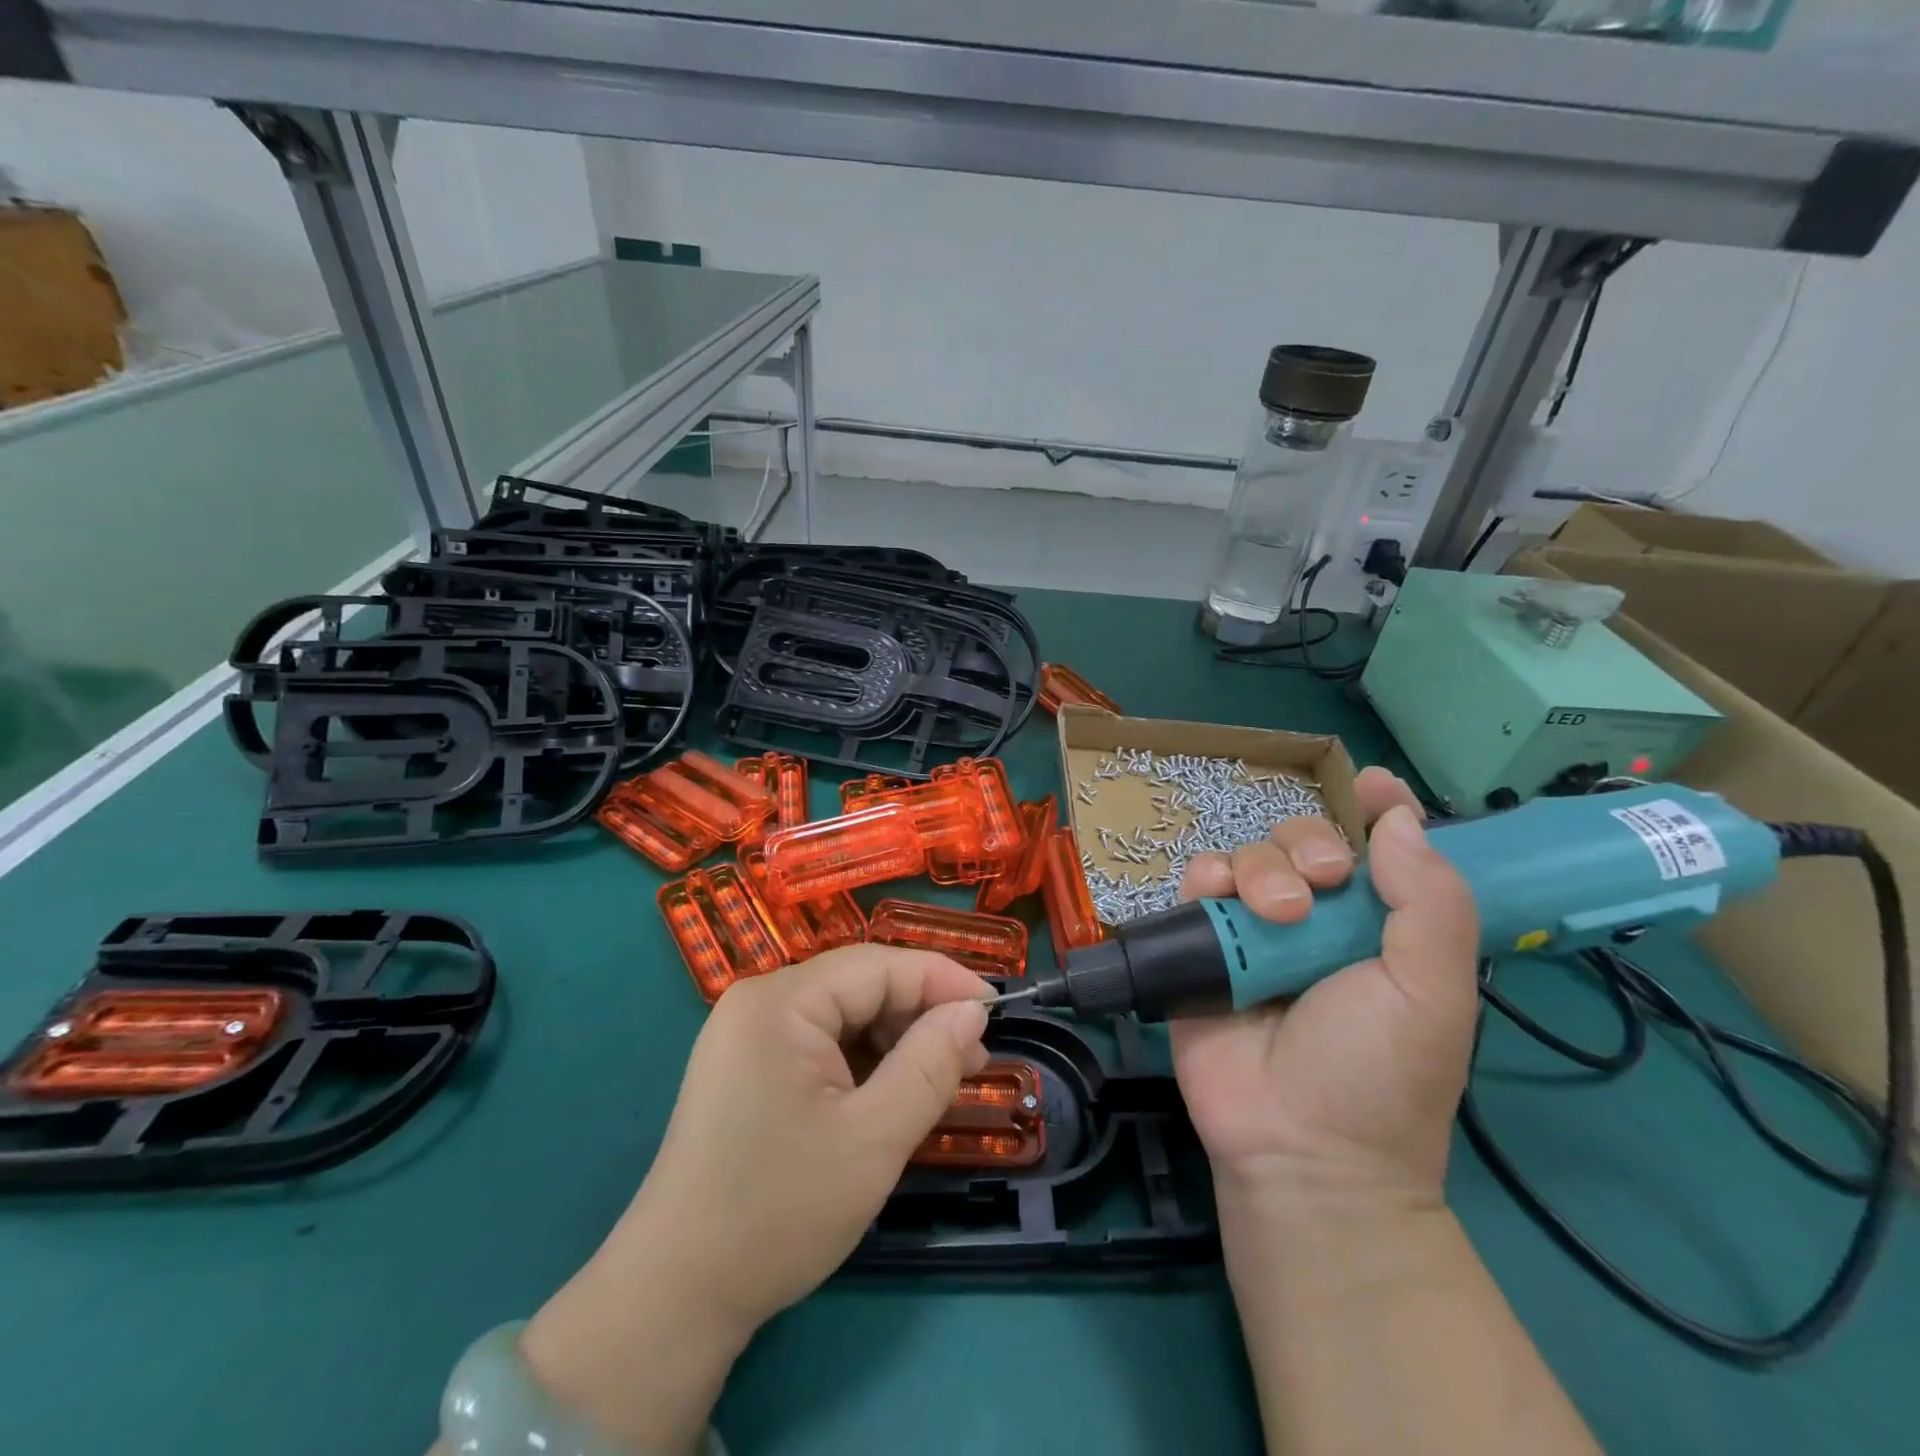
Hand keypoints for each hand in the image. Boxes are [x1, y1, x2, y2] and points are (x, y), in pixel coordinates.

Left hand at [519, 946, 991, 1453]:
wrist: (676, 1296)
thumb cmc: (779, 1211)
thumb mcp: (873, 1139)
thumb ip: (930, 1065)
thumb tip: (972, 1011)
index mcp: (780, 1002)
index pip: (879, 965)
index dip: (943, 980)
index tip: (996, 1010)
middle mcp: (759, 1001)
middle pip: (860, 986)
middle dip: (920, 1016)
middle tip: (972, 1060)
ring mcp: (748, 1034)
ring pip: (844, 1014)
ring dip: (895, 1041)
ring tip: (938, 1083)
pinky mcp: (747, 1066)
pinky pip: (821, 1042)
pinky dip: (863, 1061)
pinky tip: (891, 1095)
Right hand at [1171, 768, 1479, 1211]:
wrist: (1298, 1148)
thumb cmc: (1379, 1072)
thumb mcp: (1433, 992)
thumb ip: (1429, 902)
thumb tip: (1400, 818)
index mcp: (1380, 925)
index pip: (1382, 848)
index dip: (1379, 808)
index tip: (1371, 783)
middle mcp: (1318, 918)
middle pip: (1305, 839)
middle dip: (1311, 844)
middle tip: (1323, 883)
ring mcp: (1256, 930)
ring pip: (1250, 854)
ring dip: (1262, 868)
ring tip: (1276, 916)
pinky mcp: (1203, 944)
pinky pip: (1198, 884)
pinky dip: (1207, 878)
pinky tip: (1217, 898)